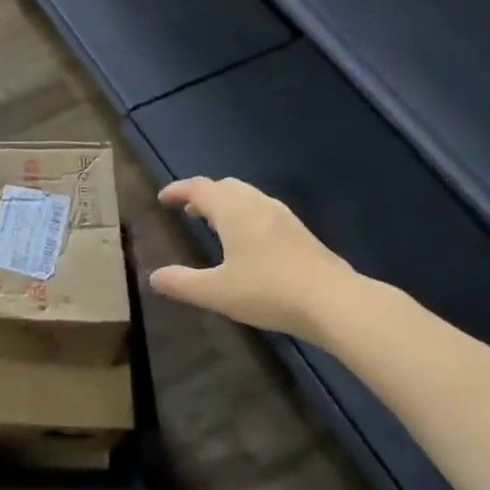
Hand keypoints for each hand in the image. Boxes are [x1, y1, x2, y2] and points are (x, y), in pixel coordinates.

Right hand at [150, 177, 358, 339]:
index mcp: (234, 212)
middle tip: (188, 210)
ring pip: (248, 197)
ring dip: (226, 204)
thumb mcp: (217, 292)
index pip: (200, 188)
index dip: (178, 190)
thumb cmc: (269, 291)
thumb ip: (182, 283)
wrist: (336, 302)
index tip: (163, 198)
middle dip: (204, 195)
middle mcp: (258, 206)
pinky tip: (248, 242)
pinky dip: (245, 215)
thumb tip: (154, 277)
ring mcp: (284, 218)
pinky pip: (263, 211)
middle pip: (226, 187)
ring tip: (214, 223)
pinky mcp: (301, 234)